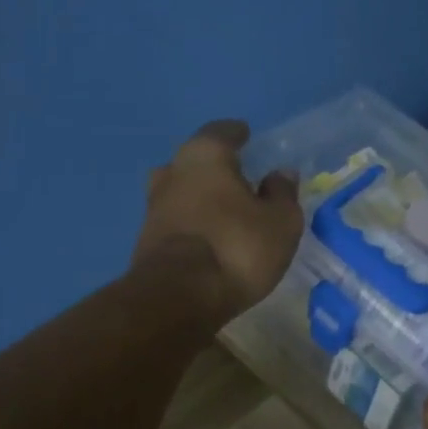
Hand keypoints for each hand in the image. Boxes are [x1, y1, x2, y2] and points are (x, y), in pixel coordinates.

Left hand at [132, 119, 303, 325]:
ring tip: (222, 210)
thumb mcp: (279, 223)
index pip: (222, 131)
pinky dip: (190, 223)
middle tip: (237, 178)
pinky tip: (206, 236)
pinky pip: (175, 221)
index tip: (247, 136)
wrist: (177, 297)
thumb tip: (280, 175)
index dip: (237, 134)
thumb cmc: (236, 248)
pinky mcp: (145, 240)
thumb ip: (282, 194)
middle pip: (195, 160)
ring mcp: (153, 206)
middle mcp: (172, 171)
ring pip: (181, 191)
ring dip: (199, 197)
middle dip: (215, 167)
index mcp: (205, 155)